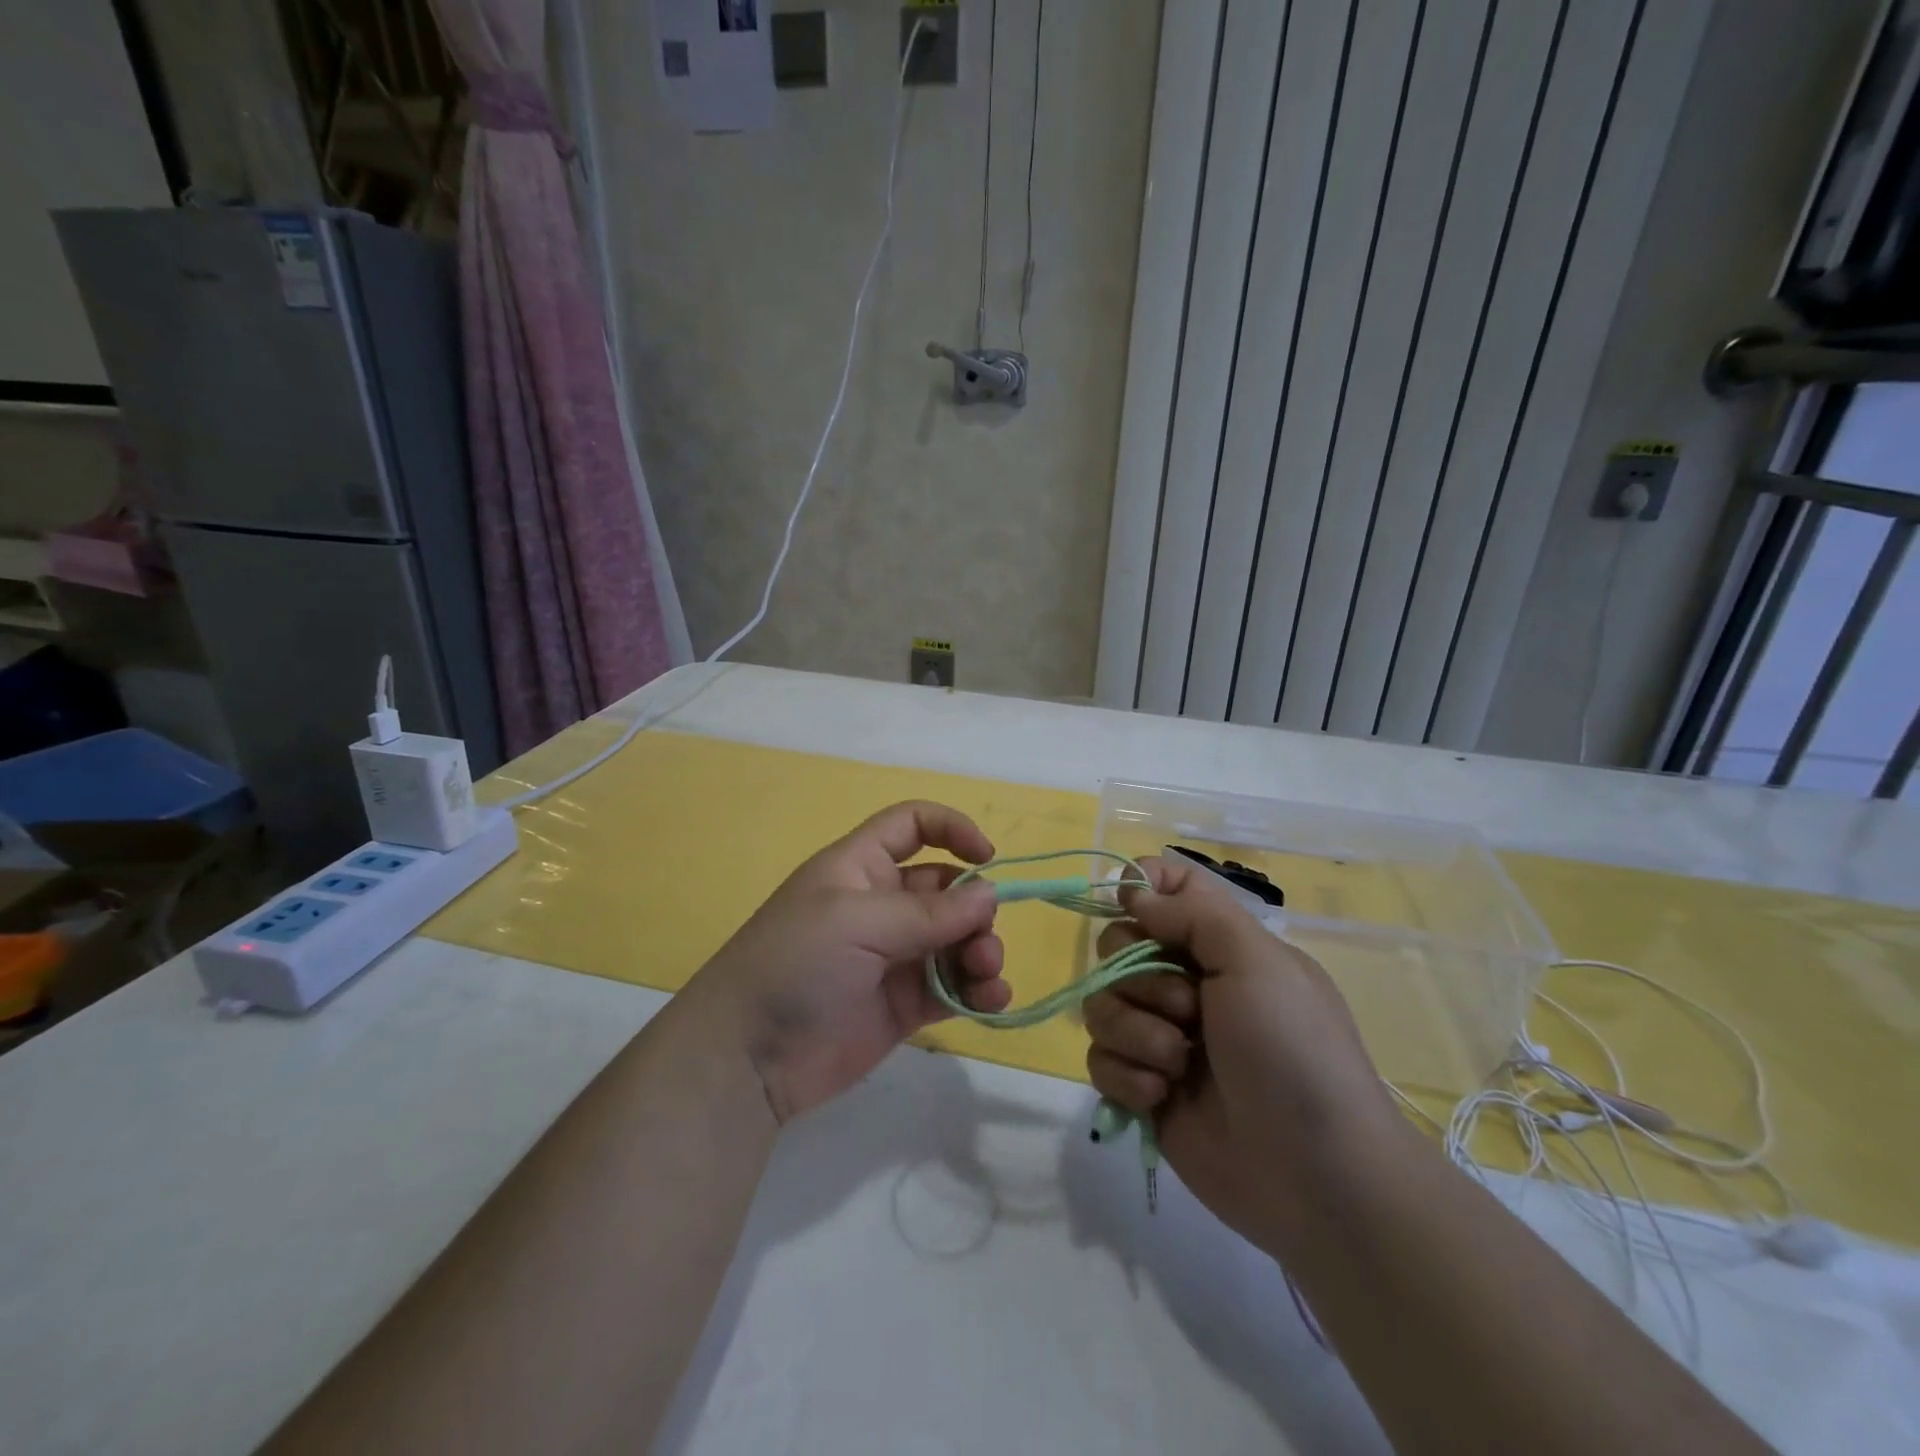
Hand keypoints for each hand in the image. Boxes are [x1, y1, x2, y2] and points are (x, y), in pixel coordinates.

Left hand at [683, 801, 1010, 1123]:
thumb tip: (990, 895)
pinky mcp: (904, 1005)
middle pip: (947, 889)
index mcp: (861, 868)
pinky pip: (954, 987)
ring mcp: (894, 956)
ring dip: (982, 951)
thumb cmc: (795, 964)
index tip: (988, 858)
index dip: (952, 829)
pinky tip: (993, 1002)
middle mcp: (882, 905)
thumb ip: (928, 911)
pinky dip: (979, 991)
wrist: (747, 1057)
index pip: (912, 826)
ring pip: (957, 940)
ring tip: (986, 976)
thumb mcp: (857, 921)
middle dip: (976, 909)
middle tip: (982, 944)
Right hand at [1083, 855, 1402, 1251]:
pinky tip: (1161, 1097)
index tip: (1133, 907)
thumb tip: (1132, 891)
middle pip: (1116, 946)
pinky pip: (1100, 1059)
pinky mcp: (1144, 1088)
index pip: (1166, 888)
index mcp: (1220, 946)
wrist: (1316, 1176)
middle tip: (1187, 1011)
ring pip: (1102, 1004)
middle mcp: (1187, 983)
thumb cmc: (1293, 1051)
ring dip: (1135, 1033)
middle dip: (1139, 978)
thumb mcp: (1257, 962)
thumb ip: (1192, 911)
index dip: (1141, 888)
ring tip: (1176, 1065)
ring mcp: (1162, 1037)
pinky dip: (1126, 1076)